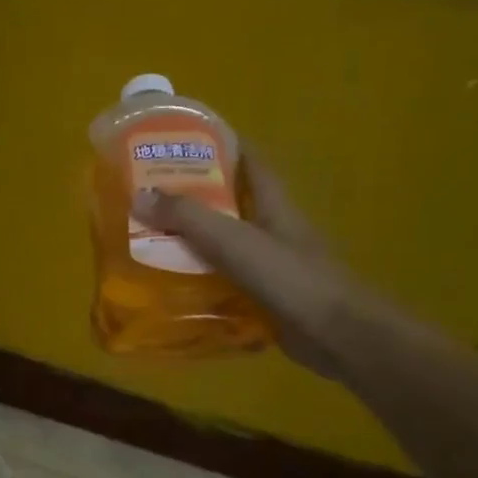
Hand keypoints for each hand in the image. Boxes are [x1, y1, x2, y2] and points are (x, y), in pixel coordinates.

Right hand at [134, 154, 366, 379]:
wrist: (338, 337)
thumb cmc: (291, 278)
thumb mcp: (234, 241)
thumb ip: (188, 217)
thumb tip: (138, 196)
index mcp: (275, 207)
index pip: (252, 163)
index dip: (225, 146)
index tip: (187, 141)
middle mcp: (274, 231)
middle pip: (232, 205)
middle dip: (195, 198)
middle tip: (150, 196)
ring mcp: (272, 267)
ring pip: (225, 246)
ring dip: (193, 243)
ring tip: (148, 242)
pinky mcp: (266, 299)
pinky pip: (225, 284)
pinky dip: (200, 283)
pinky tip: (172, 289)